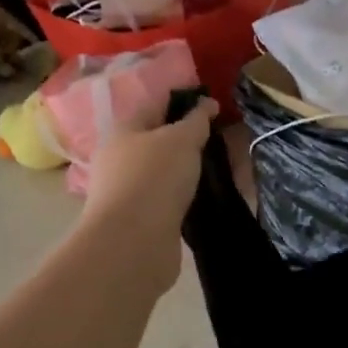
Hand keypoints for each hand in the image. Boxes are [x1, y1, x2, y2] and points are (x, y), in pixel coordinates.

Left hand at [76, 96, 219, 294]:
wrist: (134, 244)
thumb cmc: (154, 178)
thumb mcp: (181, 139)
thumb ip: (196, 120)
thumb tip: (207, 103)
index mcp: (123, 131)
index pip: (156, 107)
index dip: (185, 105)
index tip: (216, 110)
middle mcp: (121, 160)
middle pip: (160, 143)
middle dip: (190, 143)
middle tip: (225, 143)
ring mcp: (129, 193)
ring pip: (167, 175)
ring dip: (190, 175)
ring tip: (225, 172)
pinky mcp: (141, 222)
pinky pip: (170, 203)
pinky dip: (188, 201)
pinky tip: (209, 201)